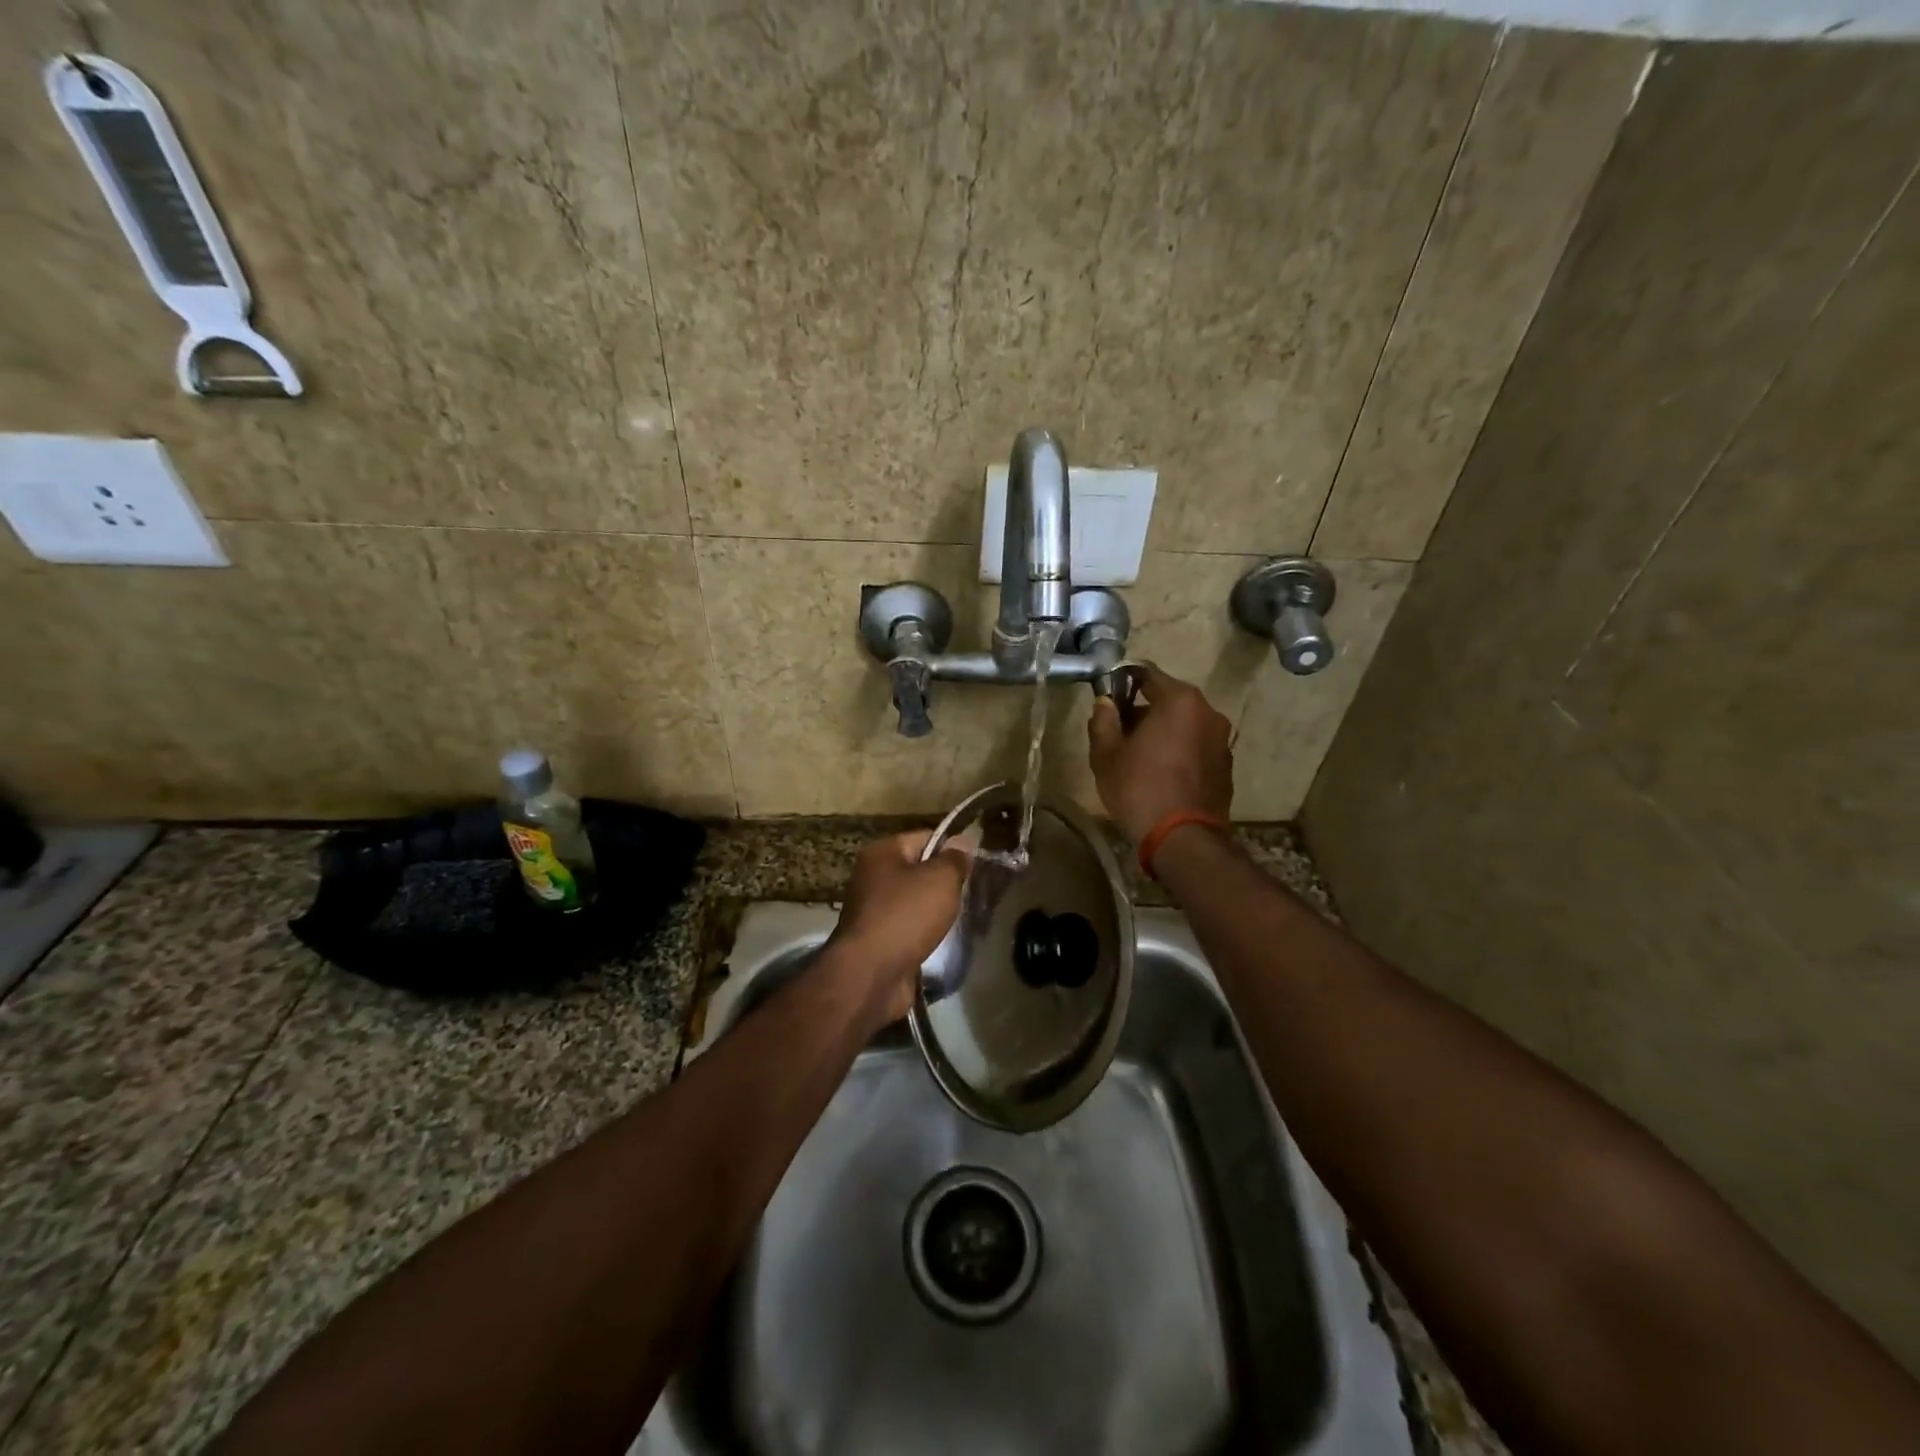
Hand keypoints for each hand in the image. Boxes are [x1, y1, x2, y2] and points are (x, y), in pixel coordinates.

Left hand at [825, 830, 968, 1025]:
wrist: (871, 976)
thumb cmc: (905, 916)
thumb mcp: (940, 879)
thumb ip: (955, 859)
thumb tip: (964, 841)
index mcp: (882, 852)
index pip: (926, 837)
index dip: (953, 848)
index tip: (978, 864)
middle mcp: (873, 877)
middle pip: (920, 870)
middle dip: (947, 882)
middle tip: (976, 892)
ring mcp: (874, 911)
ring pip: (916, 902)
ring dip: (938, 911)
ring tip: (966, 917)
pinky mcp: (879, 941)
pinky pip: (911, 929)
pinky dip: (927, 934)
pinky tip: (946, 941)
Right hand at [1088, 665, 1233, 842]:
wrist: (1183, 839)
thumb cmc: (1140, 788)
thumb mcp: (1106, 754)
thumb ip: (1103, 720)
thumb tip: (1105, 703)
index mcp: (1180, 700)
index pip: (1147, 674)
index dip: (1124, 682)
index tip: (1108, 696)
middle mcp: (1208, 712)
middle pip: (1169, 700)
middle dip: (1144, 711)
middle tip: (1119, 732)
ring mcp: (1222, 740)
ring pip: (1185, 724)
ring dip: (1164, 732)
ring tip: (1139, 756)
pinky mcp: (1227, 765)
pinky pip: (1197, 746)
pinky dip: (1180, 751)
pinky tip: (1161, 774)